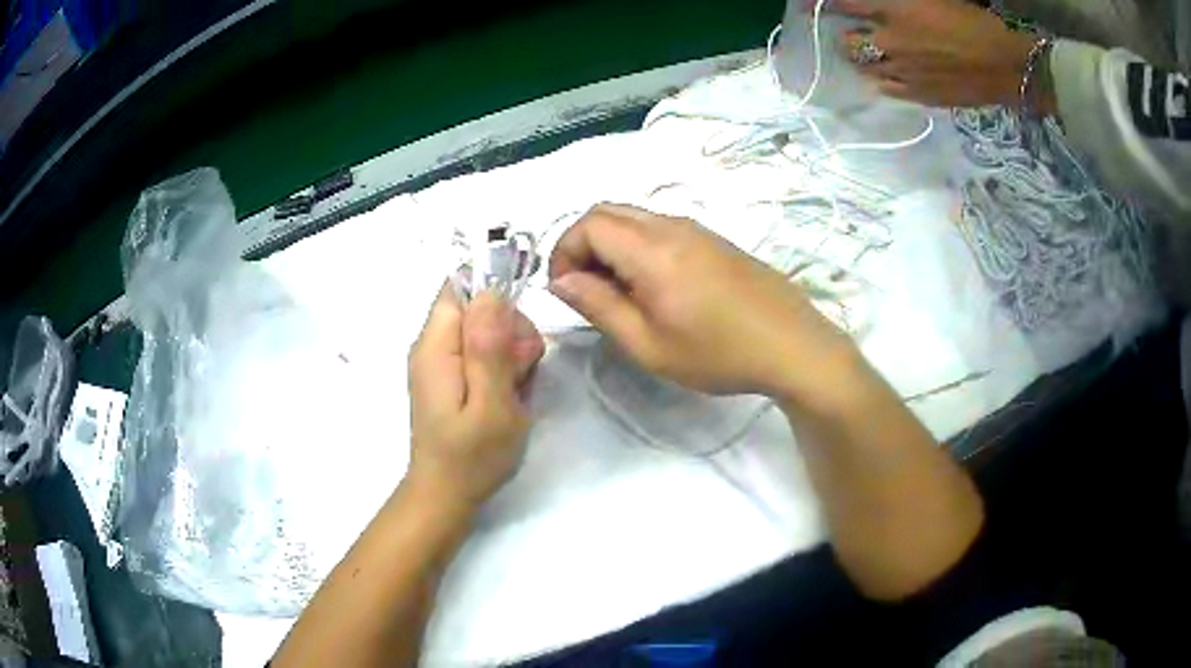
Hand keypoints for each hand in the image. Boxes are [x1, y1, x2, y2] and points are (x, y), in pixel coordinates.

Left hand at [406, 286, 543, 510]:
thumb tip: (491, 292)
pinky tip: (508, 392)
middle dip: (509, 326)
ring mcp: (439, 361)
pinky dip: (501, 364)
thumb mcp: (491, 404)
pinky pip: (479, 351)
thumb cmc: (471, 456)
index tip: (518, 328)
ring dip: (509, 347)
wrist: (445, 494)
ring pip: (482, 327)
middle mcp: (431, 345)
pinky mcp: (448, 377)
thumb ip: (489, 348)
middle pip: (476, 305)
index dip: (495, 292)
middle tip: (523, 367)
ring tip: (517, 386)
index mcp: (436, 345)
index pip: (460, 285)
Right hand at [548, 203, 855, 399]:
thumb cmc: (719, 353)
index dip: (563, 252)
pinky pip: (660, 228)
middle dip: (582, 244)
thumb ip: (599, 307)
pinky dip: (637, 246)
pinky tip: (653, 287)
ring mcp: (697, 229)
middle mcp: (672, 226)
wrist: (793, 345)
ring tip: (618, 293)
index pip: (588, 224)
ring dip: (611, 245)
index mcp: (653, 249)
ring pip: (634, 218)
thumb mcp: (649, 345)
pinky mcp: (714, 239)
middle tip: (585, 289)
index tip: (565, 290)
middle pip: (607, 212)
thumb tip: (561, 281)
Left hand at [829, 0, 1045, 109]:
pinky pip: (887, 89)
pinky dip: (882, 80)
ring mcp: (903, 71)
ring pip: (865, 67)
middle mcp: (889, 41)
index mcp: (894, 10)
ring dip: (864, 59)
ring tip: (873, 55)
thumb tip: (886, 7)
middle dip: (848, 35)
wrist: (1007, 66)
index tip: (814, 5)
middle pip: (849, 41)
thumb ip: (901, 3)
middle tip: (857, 33)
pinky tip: (889, 75)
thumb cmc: (975, 21)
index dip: (827, 3)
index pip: (845, 3)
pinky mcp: (919, 96)